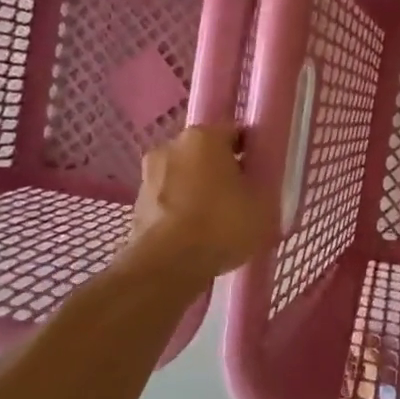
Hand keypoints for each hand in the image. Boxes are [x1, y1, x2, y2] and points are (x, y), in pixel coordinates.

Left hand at [125, 126, 277, 280]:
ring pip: (184, 176)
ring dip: (198, 190)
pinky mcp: (136, 203)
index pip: (235, 133)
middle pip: (205, 154)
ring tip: (217, 221)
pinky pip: (169, 200)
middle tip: (240, 198)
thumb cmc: (221, 225)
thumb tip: (255, 183)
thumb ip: (263, 186)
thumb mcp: (263, 205)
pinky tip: (195, 234)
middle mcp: (171, 145)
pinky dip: (181, 210)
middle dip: (221, 170)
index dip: (251, 153)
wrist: (168, 264)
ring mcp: (149, 174)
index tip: (260, 174)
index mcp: (204, 136)